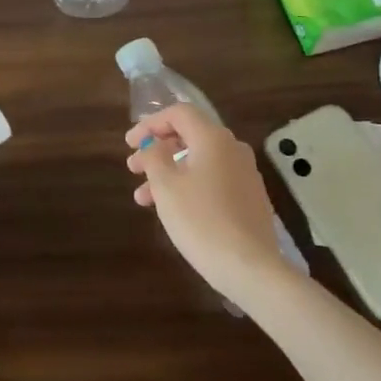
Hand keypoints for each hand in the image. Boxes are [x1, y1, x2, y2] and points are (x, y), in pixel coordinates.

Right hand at [126, 103, 292, 307]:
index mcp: (213, 139)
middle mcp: (233, 149)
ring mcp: (245, 175)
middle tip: (133, 168)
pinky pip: (213, 181)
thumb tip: (154, 145)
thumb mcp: (165, 185)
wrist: (250, 267)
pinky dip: (188, 186)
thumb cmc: (200, 220)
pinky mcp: (250, 199)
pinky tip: (172, 210)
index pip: (179, 113)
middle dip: (157, 150)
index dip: (150, 124)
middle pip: (189, 137)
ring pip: (199, 162)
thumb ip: (154, 157)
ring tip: (143, 198)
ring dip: (169, 173)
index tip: (129, 143)